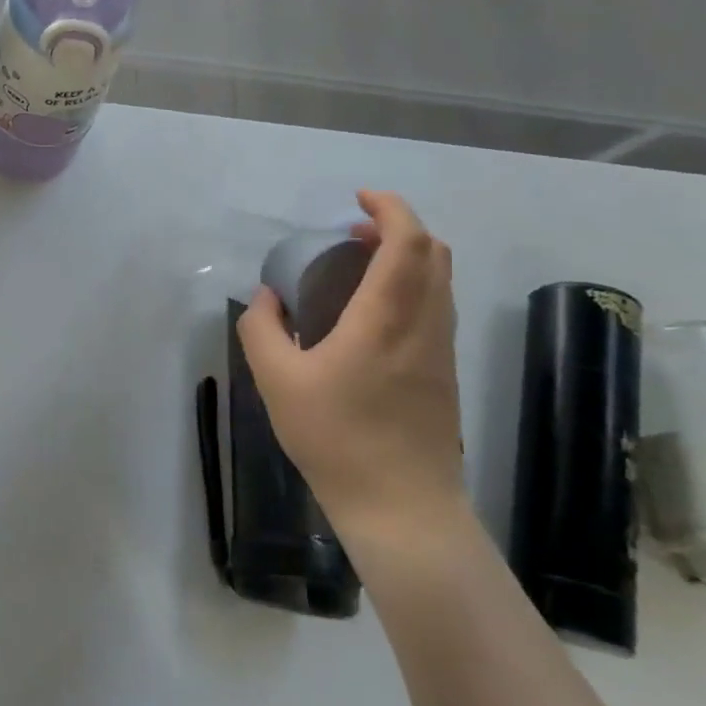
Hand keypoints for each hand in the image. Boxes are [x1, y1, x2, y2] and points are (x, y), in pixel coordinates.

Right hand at [236, 190, 465, 544]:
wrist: (401, 506)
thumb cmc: (335, 437)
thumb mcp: (277, 381)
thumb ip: (262, 328)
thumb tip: (265, 297)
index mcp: (386, 318)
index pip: (408, 242)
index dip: (390, 208)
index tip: (358, 199)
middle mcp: (424, 324)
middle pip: (434, 253)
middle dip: (399, 228)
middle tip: (353, 233)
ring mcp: (440, 351)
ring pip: (440, 281)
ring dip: (407, 257)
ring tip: (359, 266)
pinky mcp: (444, 374)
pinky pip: (436, 308)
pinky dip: (411, 286)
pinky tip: (371, 312)